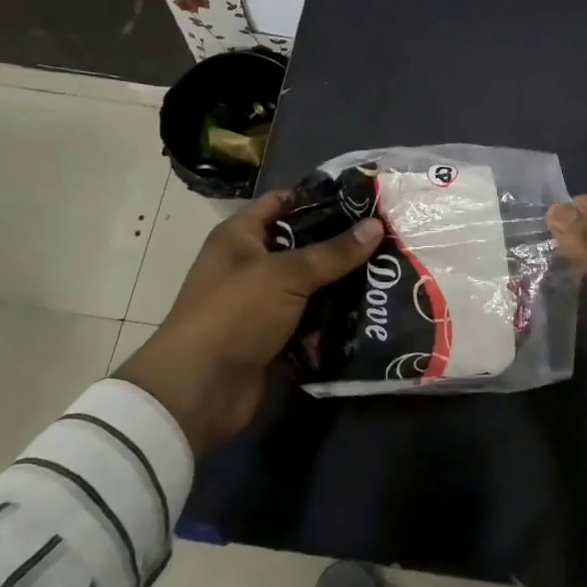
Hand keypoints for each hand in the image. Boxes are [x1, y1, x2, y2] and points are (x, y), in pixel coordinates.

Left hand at [115, 191, 382, 455]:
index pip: (282, 202)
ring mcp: (261, 302)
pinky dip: (333, 318)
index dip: (318, 197)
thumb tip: (377, 225)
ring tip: (388, 272)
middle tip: (386, 236)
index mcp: (241, 236)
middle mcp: (250, 264)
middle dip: (340, 243)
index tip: (361, 199)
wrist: (199, 390)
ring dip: (341, 283)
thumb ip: (333, 252)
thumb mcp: (286, 275)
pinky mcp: (273, 335)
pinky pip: (310, 319)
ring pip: (310, 284)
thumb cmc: (235, 313)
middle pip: (301, 245)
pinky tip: (370, 310)